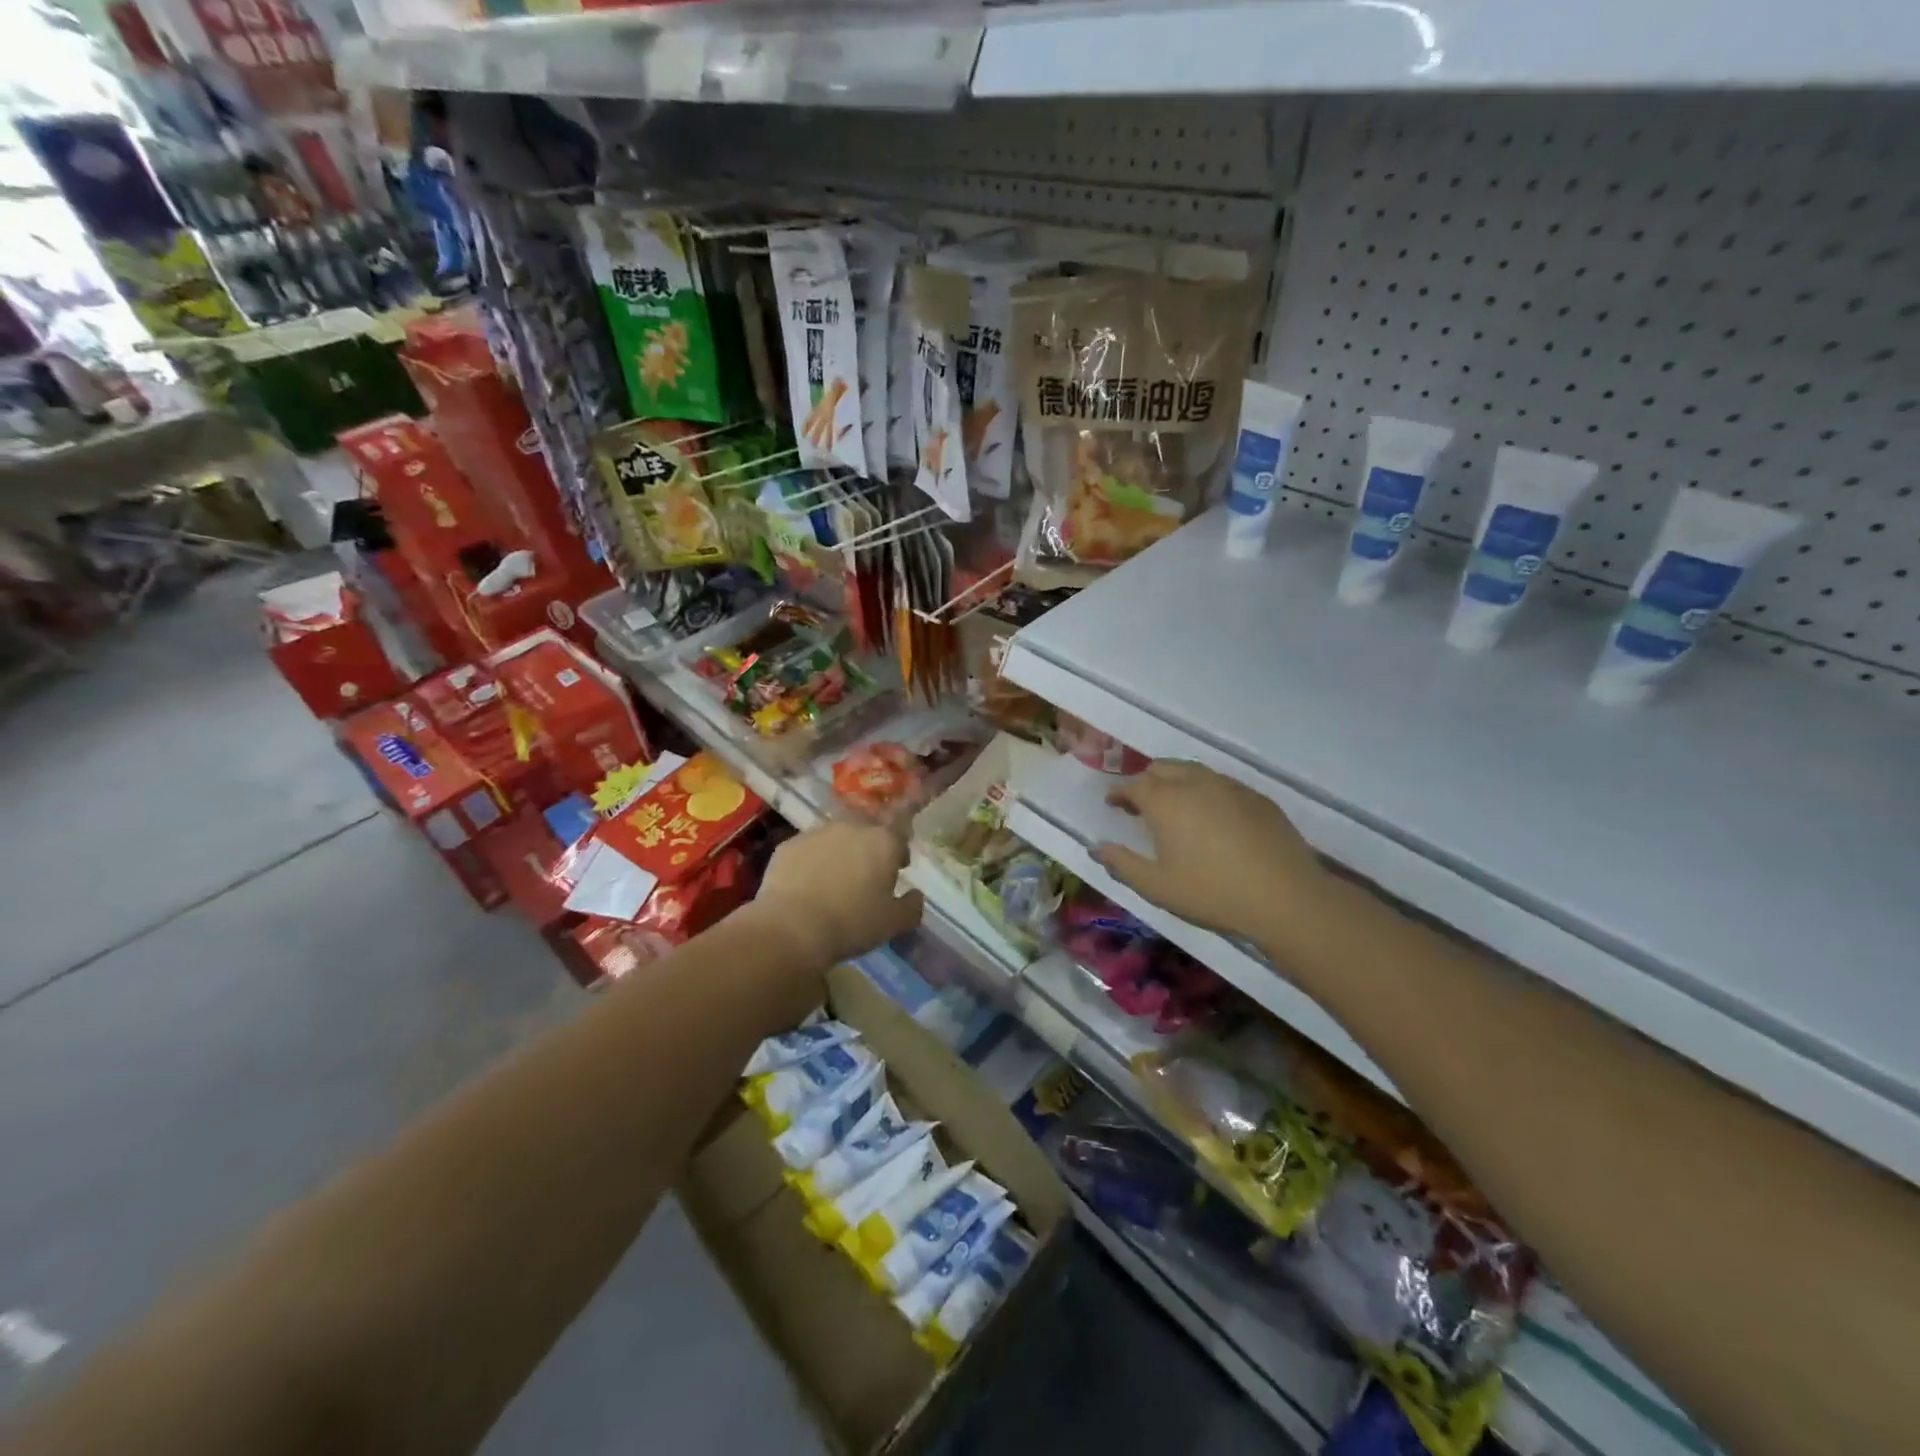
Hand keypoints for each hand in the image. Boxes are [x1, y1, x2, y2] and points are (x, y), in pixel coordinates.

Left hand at [754, 821, 924, 966]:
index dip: (899, 855)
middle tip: (864, 880)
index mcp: (883, 841)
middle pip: (866, 835)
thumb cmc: (852, 923)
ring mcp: (817, 833)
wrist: (792, 928)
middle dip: (868, 852)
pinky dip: (810, 864)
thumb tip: (916, 895)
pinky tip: (805, 888)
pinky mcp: (788, 845)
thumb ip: (912, 906)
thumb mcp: (894, 923)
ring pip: (835, 840)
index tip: (897, 871)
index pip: (899, 838)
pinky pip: (807, 851)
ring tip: (832, 884)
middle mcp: (851, 828)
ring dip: (838, 855)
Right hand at [1093, 761, 1325, 946]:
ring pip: (1195, 771)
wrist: (1285, 897)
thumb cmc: (1211, 892)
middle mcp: (1195, 783)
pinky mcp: (1257, 798)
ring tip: (1176, 806)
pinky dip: (1207, 792)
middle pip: (1163, 768)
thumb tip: (1096, 847)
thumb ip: (1122, 863)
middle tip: (1142, 804)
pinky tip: (1213, 817)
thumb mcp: (1157, 886)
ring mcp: (1230, 787)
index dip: (1120, 793)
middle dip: (1147, 781)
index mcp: (1165, 801)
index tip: (1113, 804)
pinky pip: (1222, 784)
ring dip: (1177, 781)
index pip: (1134, 785)